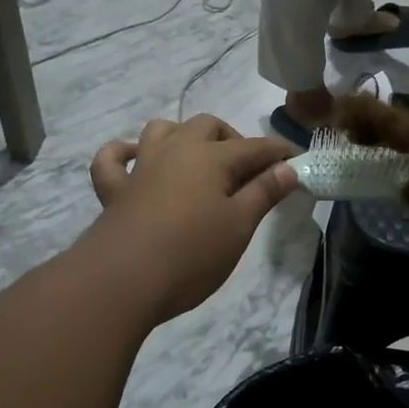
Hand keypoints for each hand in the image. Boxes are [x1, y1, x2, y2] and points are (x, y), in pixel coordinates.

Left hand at [89, 115, 296, 320]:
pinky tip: (133, 159)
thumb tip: (287, 167)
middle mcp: (176, 150)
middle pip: (208, 126)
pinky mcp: (115, 190)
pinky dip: (123, 153)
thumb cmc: (191, 254)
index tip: (296, 160)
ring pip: (161, 130)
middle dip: (232, 139)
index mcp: (211, 157)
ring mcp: (142, 167)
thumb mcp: (239, 226)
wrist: (122, 281)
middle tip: (247, 170)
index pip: (254, 147)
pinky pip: (112, 159)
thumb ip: (264, 192)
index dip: (278, 152)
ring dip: (182, 135)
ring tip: (198, 159)